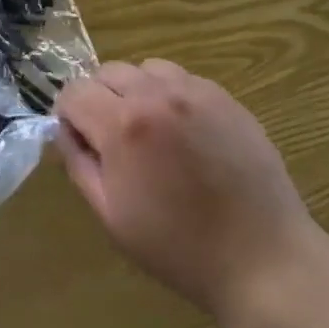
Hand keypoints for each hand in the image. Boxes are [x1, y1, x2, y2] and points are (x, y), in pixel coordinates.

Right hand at [56, 60, 322, 327]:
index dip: (68, 116)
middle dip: (99, 99)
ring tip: (150, 132)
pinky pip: (183, 80)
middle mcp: (157, 95)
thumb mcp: (111, 215)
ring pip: (147, 69)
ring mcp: (197, 92)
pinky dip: (171, 96)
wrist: (261, 258)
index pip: (74, 91)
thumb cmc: (177, 247)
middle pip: (108, 72)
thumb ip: (79, 163)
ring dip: (136, 91)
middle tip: (113, 141)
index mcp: (123, 125)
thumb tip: (67, 131)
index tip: (81, 142)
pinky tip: (185, 134)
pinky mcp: (227, 98)